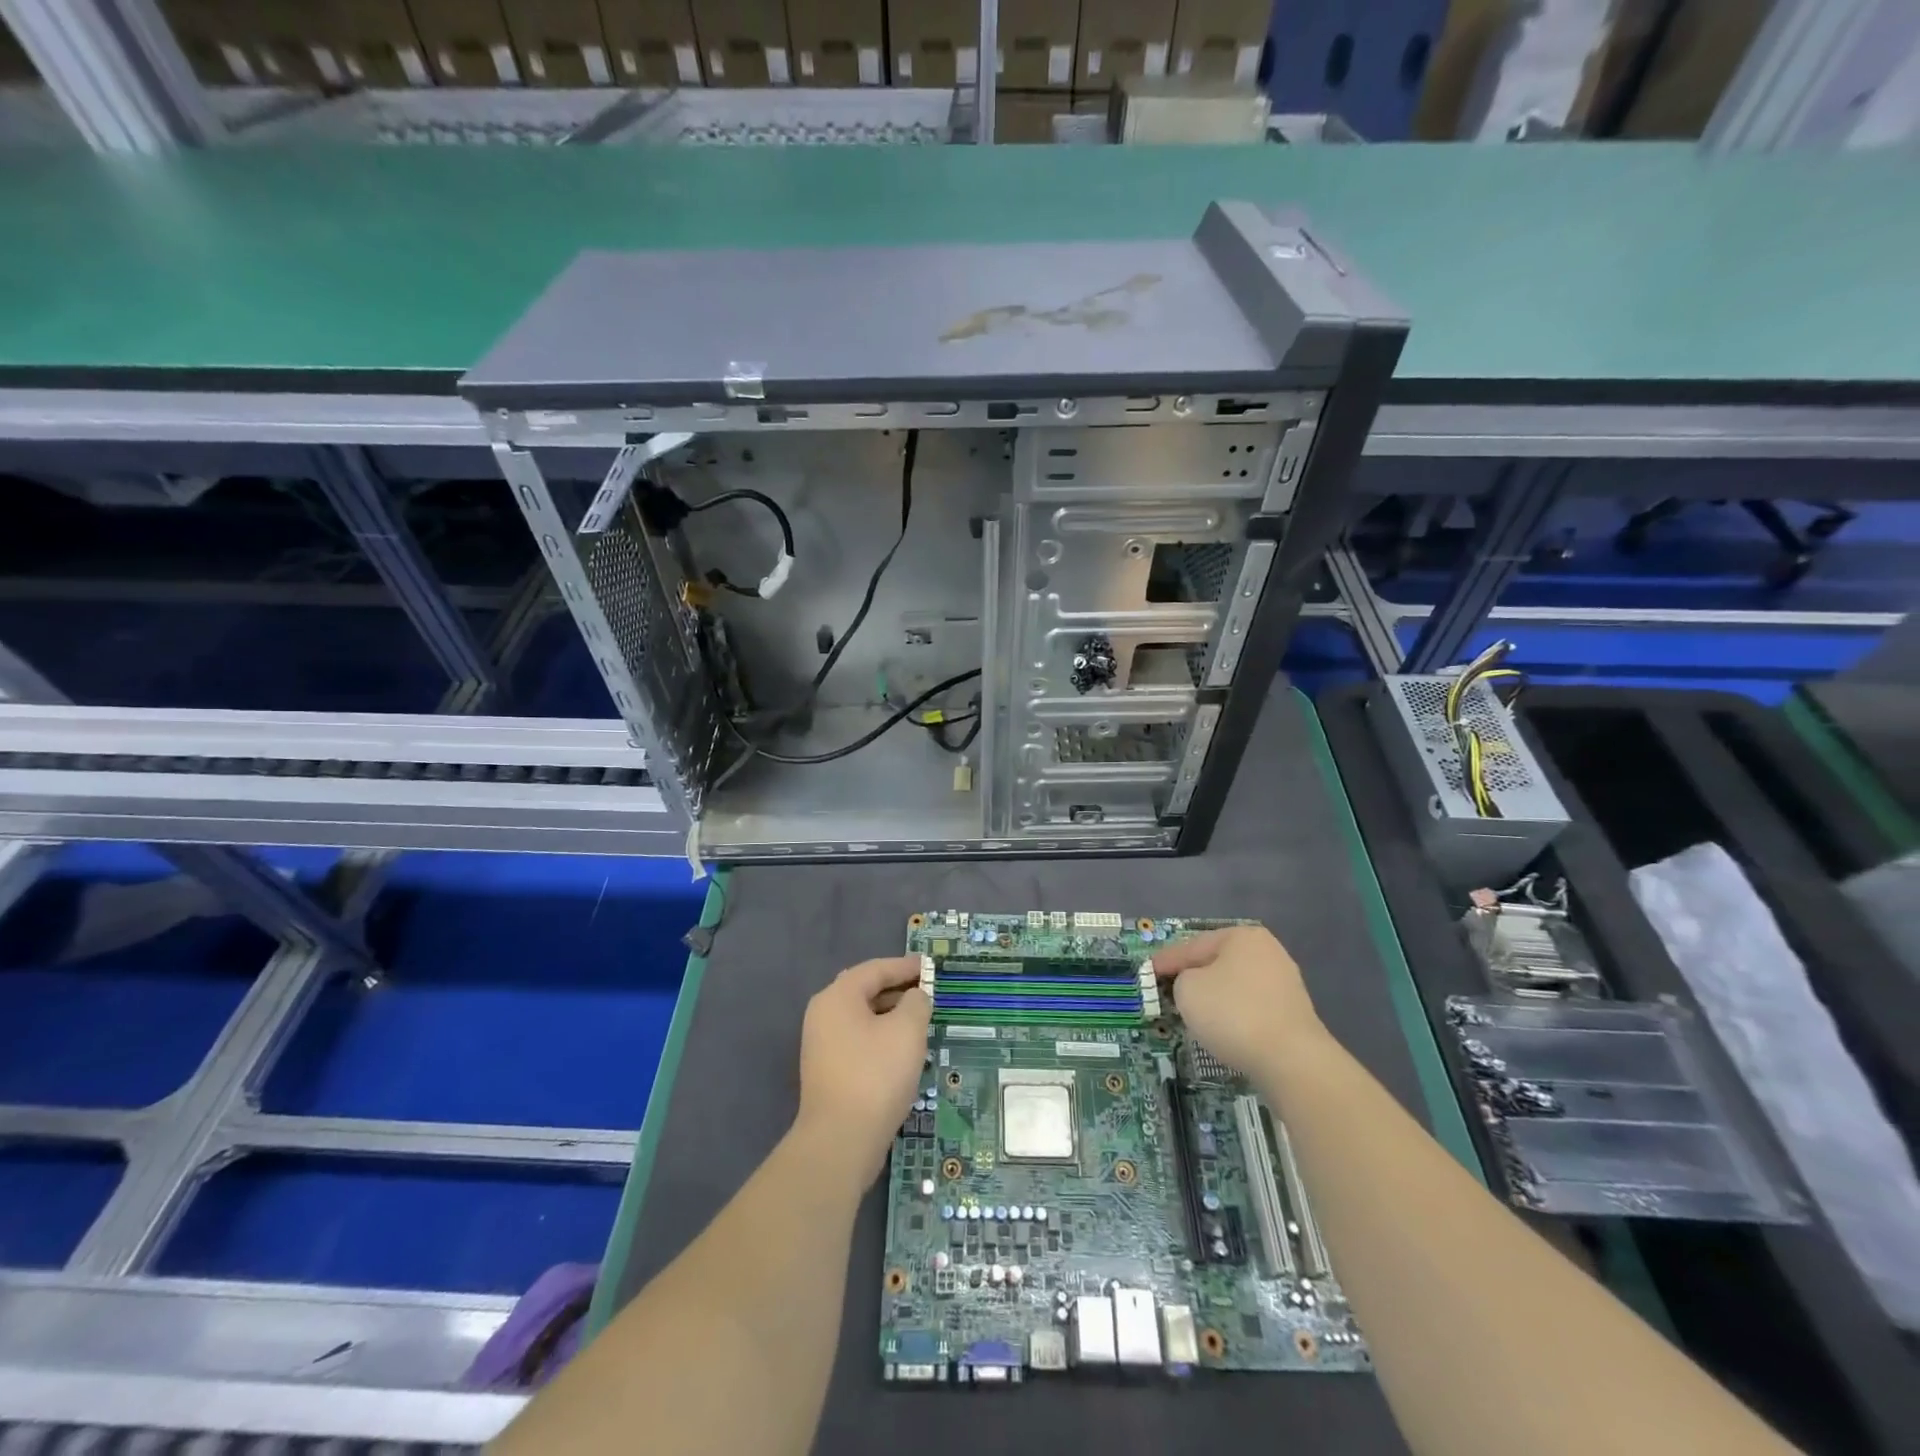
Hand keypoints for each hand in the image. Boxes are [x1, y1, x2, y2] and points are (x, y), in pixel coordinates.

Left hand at [795, 956, 930, 1185]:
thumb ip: (916, 1003)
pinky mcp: (828, 1070)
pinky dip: (880, 1035)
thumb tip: (915, 997)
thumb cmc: (876, 1074)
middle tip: (927, 990)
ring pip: (862, 1017)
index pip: (875, 969)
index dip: (905, 966)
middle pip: (865, 990)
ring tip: (920, 1019)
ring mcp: (822, 1044)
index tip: (930, 966)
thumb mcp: (907, 1030)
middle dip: (897, 989)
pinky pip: (858, 1039)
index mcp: (838, 997)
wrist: (841, 1140)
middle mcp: (824, 1014)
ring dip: (891, 1014)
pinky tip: (902, 1049)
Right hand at [1154, 926, 1327, 1074]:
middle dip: (1193, 976)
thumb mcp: (1187, 989)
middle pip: (1216, 963)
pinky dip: (1234, 1015)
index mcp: (1242, 936)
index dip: (1166, 960)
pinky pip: (1251, 1008)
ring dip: (1214, 997)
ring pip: (1234, 986)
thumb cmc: (1232, 1013)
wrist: (1291, 1060)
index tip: (1148, 972)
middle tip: (1168, 990)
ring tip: (1193, 1012)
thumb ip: (1181, 979)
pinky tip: (1223, 1030)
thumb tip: (1195, 986)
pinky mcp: (1293, 1015)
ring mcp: (1285, 984)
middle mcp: (1268, 952)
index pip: (1192, 946)